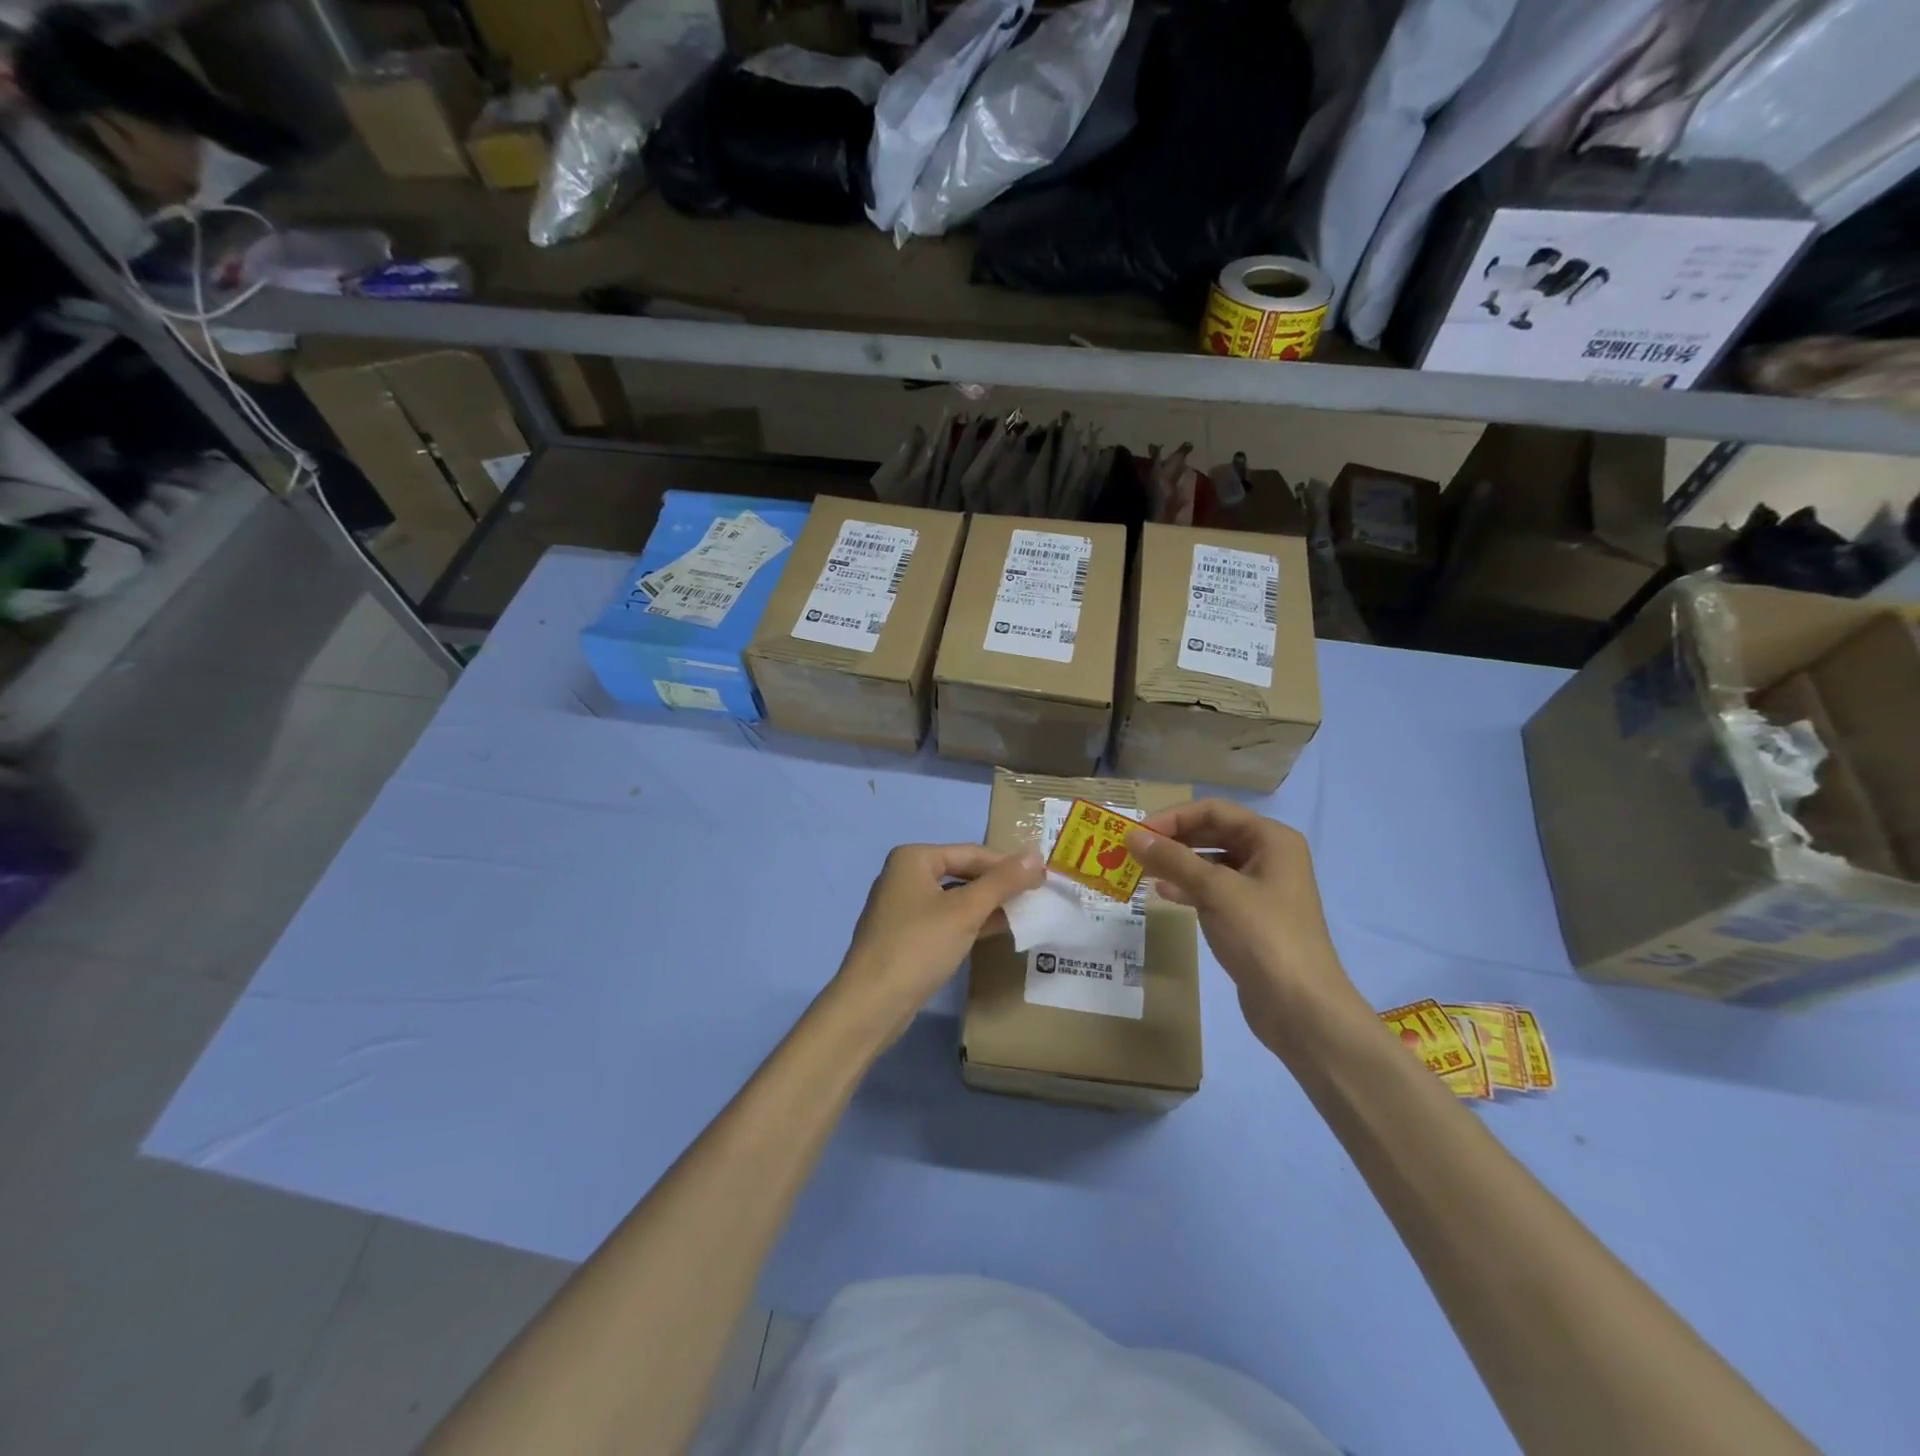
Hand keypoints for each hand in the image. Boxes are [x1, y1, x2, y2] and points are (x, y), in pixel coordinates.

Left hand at [833, 844, 1044, 1036]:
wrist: (871, 1004)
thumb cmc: (918, 946)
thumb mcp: (965, 911)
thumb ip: (1002, 882)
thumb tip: (1036, 855)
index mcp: (914, 858)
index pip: (972, 852)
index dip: (1008, 864)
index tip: (1043, 877)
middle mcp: (905, 876)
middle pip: (962, 872)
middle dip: (998, 885)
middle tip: (1037, 896)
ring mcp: (903, 907)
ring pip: (955, 898)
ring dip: (987, 905)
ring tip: (1025, 914)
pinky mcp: (906, 936)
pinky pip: (946, 920)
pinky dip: (971, 923)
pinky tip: (998, 931)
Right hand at [1126, 802, 1363, 1054]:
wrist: (1301, 1008)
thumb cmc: (1262, 936)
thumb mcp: (1216, 890)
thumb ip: (1173, 860)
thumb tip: (1132, 836)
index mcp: (1271, 839)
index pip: (1213, 810)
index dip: (1173, 817)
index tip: (1137, 832)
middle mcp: (1270, 856)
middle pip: (1213, 833)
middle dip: (1173, 840)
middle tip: (1134, 850)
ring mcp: (1262, 889)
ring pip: (1211, 863)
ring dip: (1177, 864)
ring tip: (1141, 871)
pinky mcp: (1251, 917)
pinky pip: (1214, 890)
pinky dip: (1188, 888)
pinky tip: (1163, 895)